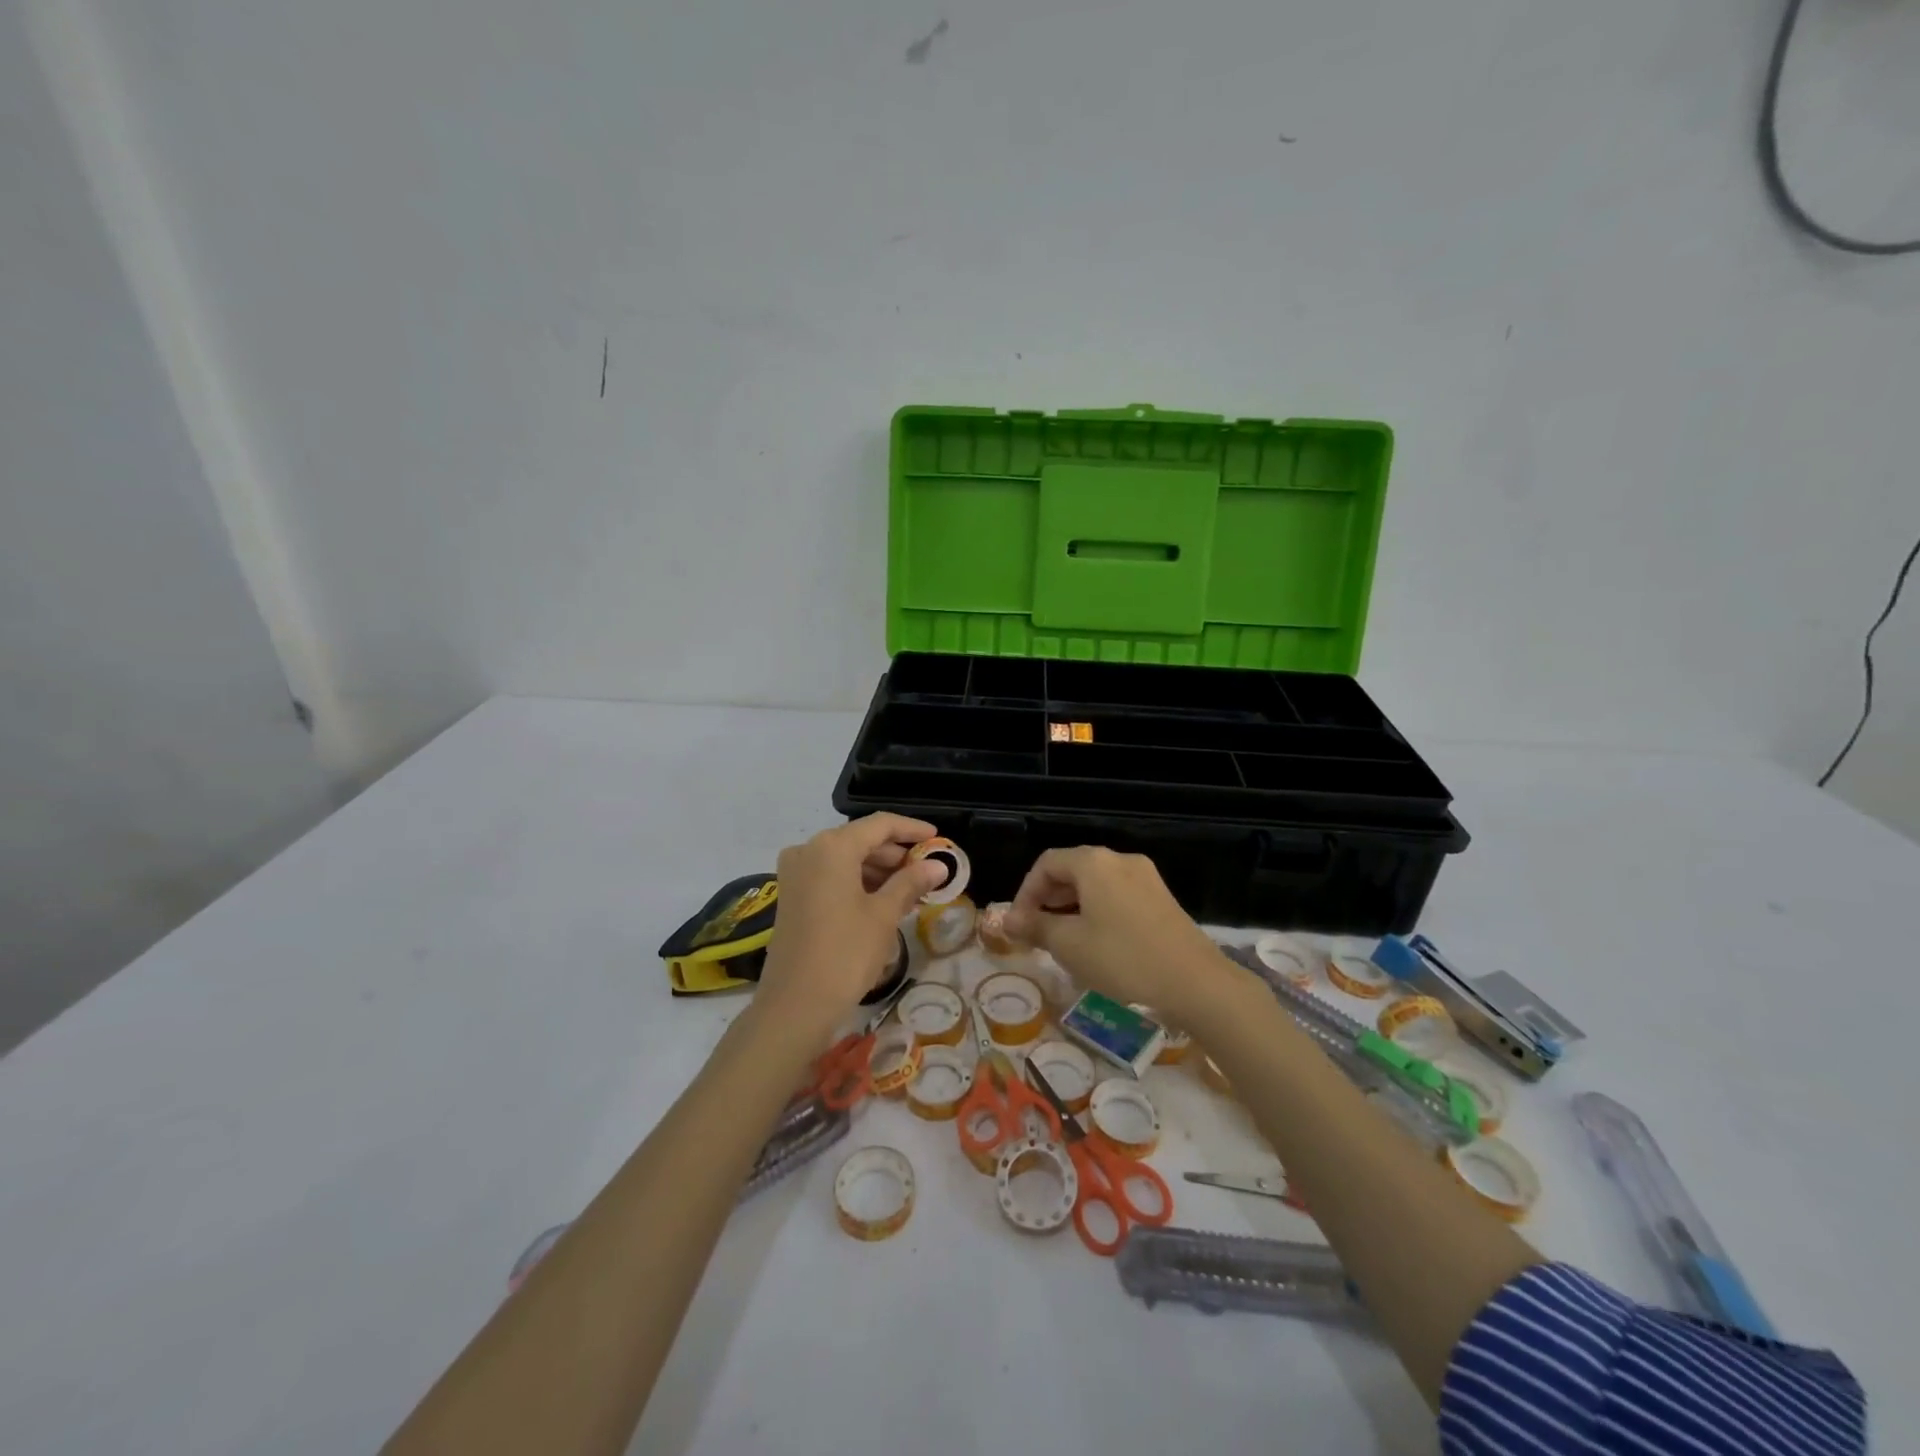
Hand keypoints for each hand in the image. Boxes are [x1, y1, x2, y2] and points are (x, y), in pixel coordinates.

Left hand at [757, 814, 945, 1028]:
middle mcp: (809, 850)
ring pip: (845, 859)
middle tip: (928, 870)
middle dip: (896, 854)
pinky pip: (831, 876)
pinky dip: (858, 882)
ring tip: (912, 889)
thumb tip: (938, 865)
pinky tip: (883, 901)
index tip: (938, 839)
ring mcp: (795, 873)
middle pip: (860, 840)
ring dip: (879, 870)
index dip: (912, 829)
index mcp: (832, 847)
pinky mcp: (791, 895)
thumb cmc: (845, 953)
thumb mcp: (884, 915)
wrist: (795, 1005)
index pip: (880, 825)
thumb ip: (911, 883)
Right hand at [1003, 847, 1234, 1023]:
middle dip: (1047, 899)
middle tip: (1036, 934)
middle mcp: (1119, 860)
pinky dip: (1097, 911)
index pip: (1046, 864)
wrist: (1196, 983)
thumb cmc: (1123, 959)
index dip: (1025, 892)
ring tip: (1062, 941)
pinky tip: (1096, 943)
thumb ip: (1035, 926)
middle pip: (1071, 870)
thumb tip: (1007, 919)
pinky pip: (1117, 895)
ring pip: (1095, 884)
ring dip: (1071, 907)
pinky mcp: (1161, 898)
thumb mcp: (1070, 945)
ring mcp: (1145, 877)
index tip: (1019, 925)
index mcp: (1094, 863)